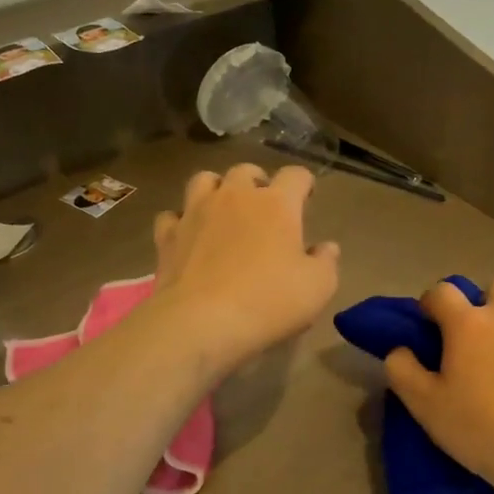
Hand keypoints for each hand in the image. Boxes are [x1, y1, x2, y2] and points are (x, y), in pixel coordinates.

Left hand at [152, 164, 340, 375]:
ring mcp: (196, 212)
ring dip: (217, 190)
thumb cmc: (268, 302)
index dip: (304, 184)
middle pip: (246, 171)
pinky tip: (188, 236)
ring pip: (204, 181)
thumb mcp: (317, 288)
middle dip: (258, 182)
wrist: (200, 323)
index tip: (307, 199)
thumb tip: (326, 247)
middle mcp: (234, 197)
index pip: (296, 175)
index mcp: (276, 204)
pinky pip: (172, 215)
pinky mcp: (167, 236)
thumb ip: (326, 262)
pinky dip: (181, 221)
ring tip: (224, 210)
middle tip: (265, 207)